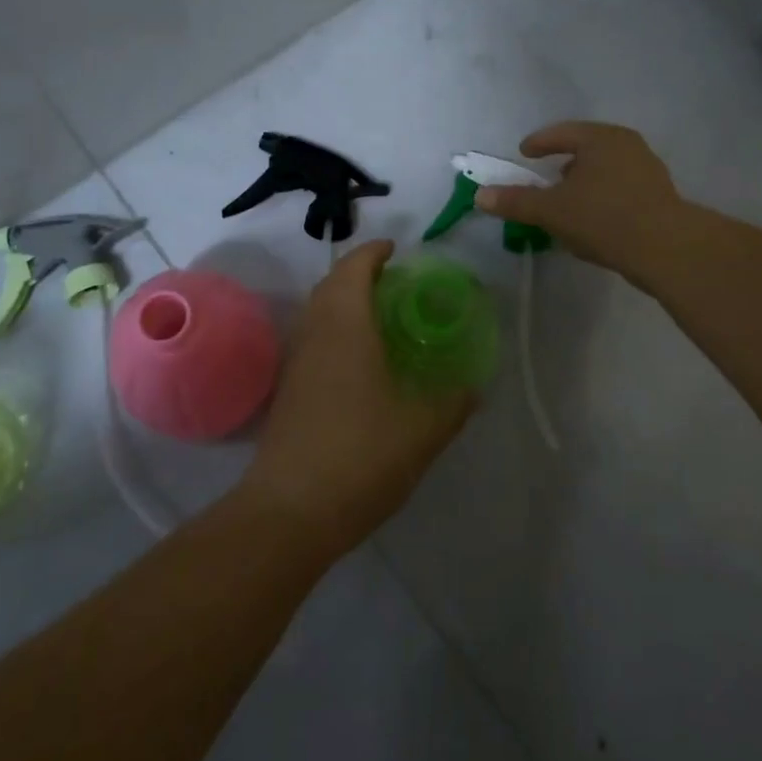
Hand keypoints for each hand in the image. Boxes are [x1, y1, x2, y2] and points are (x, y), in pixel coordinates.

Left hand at [241, 241, 473, 558]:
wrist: (290, 511)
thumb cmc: (360, 456)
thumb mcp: (421, 432)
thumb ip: (452, 404)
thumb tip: (474, 387)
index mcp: (346, 326)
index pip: (354, 267)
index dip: (373, 252)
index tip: (396, 249)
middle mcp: (315, 332)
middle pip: (331, 283)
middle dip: (358, 272)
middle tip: (394, 282)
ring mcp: (296, 361)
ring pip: (317, 311)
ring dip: (342, 300)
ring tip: (378, 316)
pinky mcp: (287, 389)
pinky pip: (311, 338)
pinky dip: (332, 329)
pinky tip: (356, 361)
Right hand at [472, 121, 688, 285]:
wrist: (667, 250)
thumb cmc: (603, 218)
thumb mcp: (551, 210)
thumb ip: (516, 201)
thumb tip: (481, 195)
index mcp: (601, 138)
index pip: (562, 133)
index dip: (539, 143)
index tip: (524, 153)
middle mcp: (628, 145)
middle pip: (587, 148)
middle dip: (564, 162)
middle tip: (546, 178)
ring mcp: (648, 170)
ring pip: (606, 170)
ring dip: (584, 183)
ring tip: (569, 203)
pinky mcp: (660, 196)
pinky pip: (621, 189)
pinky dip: (602, 198)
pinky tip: (594, 222)